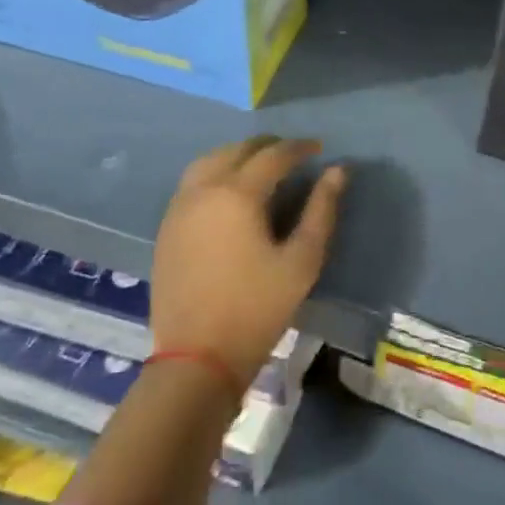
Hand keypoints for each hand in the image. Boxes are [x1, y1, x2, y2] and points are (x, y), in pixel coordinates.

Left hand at [150, 136, 345, 386]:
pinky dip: (216, 172)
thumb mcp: (302, 260)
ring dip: (238, 155)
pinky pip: (192, 183)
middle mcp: (203, 190)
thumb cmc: (258, 307)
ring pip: (209, 161)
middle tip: (294, 154)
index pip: (273, 155)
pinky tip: (231, 191)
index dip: (299, 147)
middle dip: (268, 146)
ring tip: (262, 166)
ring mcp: (179, 208)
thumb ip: (322, 210)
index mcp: (237, 194)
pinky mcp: (167, 228)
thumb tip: (337, 171)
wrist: (197, 358)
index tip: (319, 148)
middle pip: (237, 150)